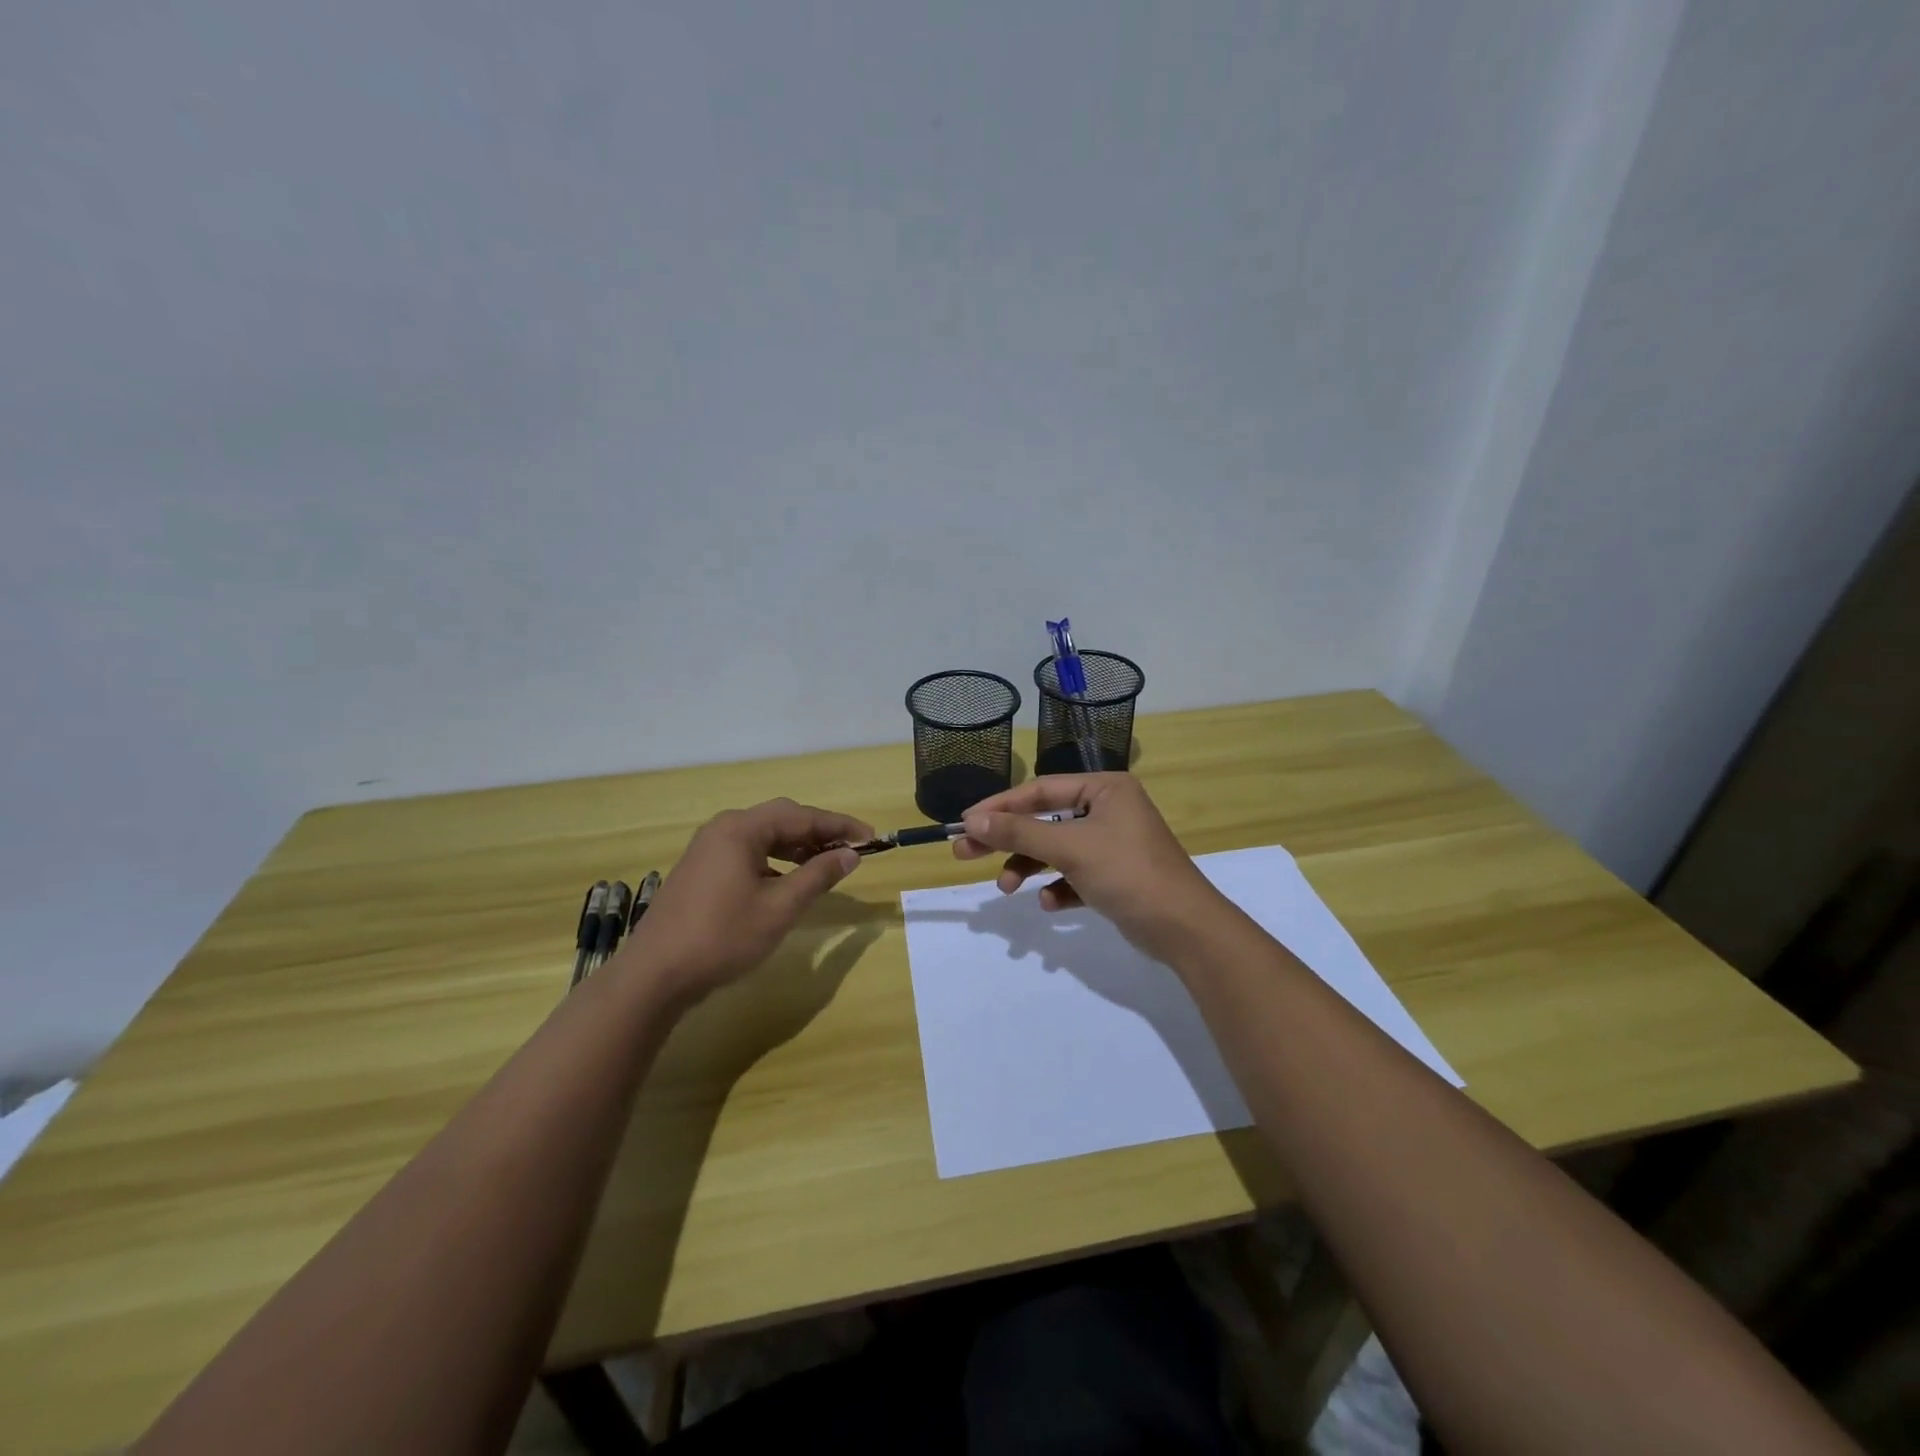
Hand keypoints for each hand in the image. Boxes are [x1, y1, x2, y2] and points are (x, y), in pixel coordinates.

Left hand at [620, 798, 869, 1004]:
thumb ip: (818, 875)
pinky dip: (774, 861)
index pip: (801, 816)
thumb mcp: (779, 908)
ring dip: (796, 847)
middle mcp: (723, 828)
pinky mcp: (700, 870)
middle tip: (851, 849)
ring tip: (825, 864)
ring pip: (763, 837)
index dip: (839, 825)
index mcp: (741, 829)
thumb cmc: (722, 936)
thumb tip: (850, 853)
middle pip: (781, 820)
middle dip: (818, 832)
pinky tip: (787, 882)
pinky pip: (747, 853)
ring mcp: (708, 849)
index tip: (871, 837)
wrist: (655, 975)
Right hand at [953, 774, 1224, 961]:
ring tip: (1006, 889)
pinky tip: (1051, 903)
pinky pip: (1074, 875)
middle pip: (1044, 820)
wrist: (1184, 928)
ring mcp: (1113, 844)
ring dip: (1029, 868)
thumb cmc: (1127, 873)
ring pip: (1056, 850)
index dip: (1000, 806)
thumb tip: (973, 819)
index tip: (965, 821)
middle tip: (965, 852)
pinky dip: (1058, 888)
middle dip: (1007, 840)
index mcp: (1105, 789)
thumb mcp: (1069, 848)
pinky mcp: (1115, 876)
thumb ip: (1019, 833)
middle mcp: (1110, 810)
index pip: (1041, 790)